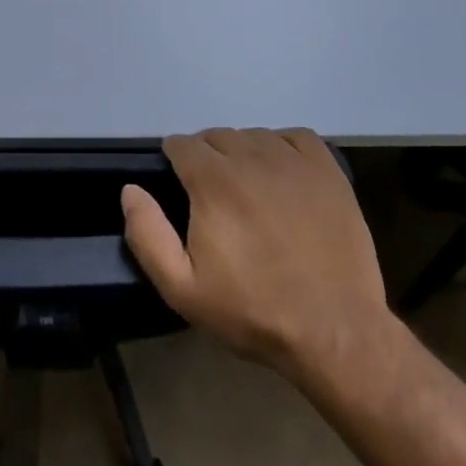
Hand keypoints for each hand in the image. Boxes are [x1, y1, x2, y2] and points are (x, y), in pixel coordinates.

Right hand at [122, 128, 393, 391]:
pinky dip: (282, 147)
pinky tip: (283, 175)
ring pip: (254, 136)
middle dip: (207, 159)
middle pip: (216, 137)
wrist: (335, 329)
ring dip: (243, 153)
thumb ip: (148, 235)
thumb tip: (130, 190)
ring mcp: (293, 160)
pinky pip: (295, 138)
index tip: (181, 188)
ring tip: (249, 190)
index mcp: (212, 180)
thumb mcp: (183, 288)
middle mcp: (250, 157)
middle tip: (214, 198)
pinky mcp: (327, 170)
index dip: (175, 162)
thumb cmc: (253, 310)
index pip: (182, 144)